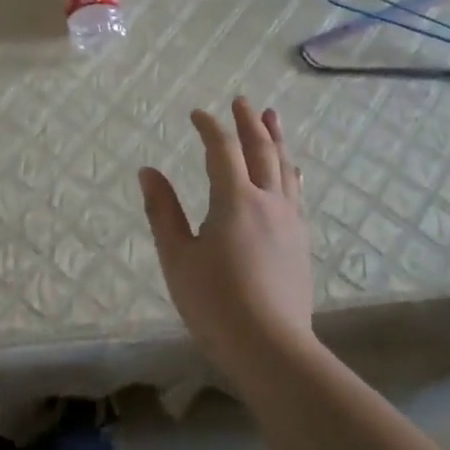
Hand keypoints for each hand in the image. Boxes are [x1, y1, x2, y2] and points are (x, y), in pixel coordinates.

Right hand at [139, 98, 316, 382]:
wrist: (271, 348)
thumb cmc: (215, 302)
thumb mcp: (177, 257)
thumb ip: (163, 211)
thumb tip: (148, 171)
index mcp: (235, 199)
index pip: (222, 150)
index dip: (209, 127)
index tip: (197, 114)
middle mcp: (267, 201)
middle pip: (261, 150)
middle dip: (250, 123)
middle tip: (242, 101)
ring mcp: (290, 221)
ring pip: (284, 167)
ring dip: (276, 139)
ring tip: (273, 118)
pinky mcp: (301, 241)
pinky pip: (296, 192)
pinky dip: (290, 171)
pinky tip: (291, 171)